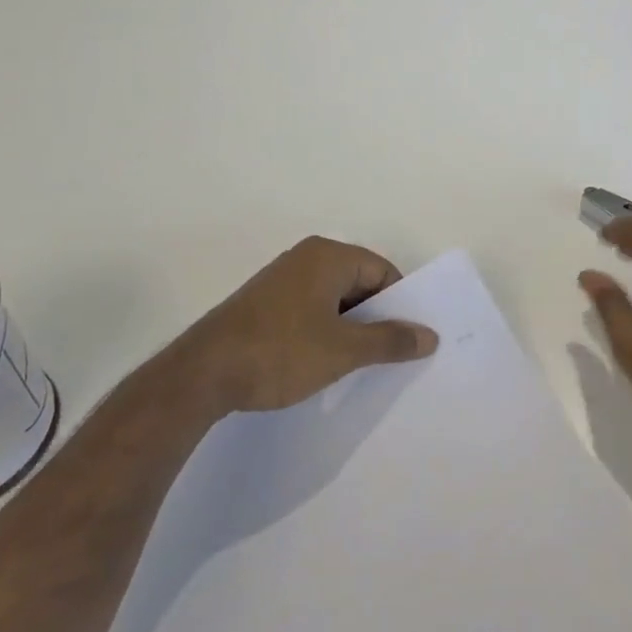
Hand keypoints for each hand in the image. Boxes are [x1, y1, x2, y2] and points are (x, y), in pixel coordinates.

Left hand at [177, 236, 438, 413]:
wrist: (201, 375)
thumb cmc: (280, 352)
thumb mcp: (344, 350)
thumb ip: (391, 340)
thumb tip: (430, 335)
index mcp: (328, 256)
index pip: (382, 272)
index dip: (399, 305)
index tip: (406, 340)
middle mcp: (305, 258)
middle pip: (359, 283)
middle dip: (375, 318)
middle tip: (387, 355)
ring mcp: (280, 280)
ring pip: (333, 300)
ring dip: (348, 328)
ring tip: (356, 364)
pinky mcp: (263, 304)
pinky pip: (309, 310)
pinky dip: (323, 331)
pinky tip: (321, 362)